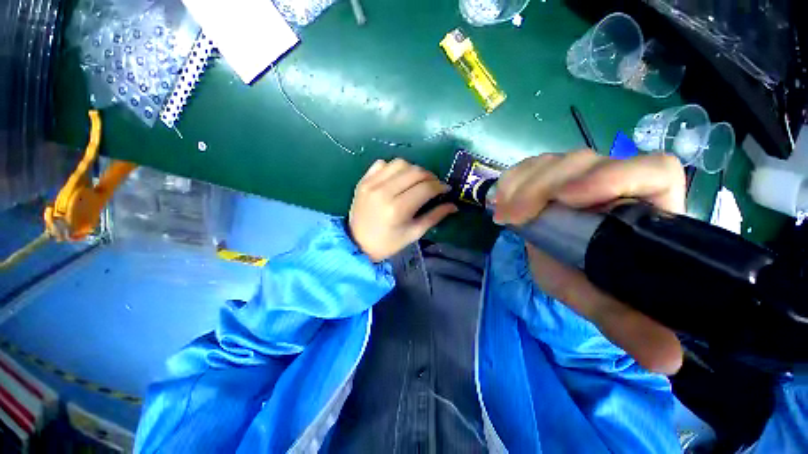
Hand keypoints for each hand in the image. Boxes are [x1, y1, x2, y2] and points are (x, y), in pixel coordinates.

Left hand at [349, 159, 456, 261]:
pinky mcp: (363, 181)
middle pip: (415, 172)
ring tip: (417, 181)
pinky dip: (394, 168)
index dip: (440, 186)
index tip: (446, 189)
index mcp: (398, 209)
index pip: (425, 188)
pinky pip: (382, 164)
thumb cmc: (388, 243)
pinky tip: (397, 179)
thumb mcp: (413, 233)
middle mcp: (384, 192)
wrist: (357, 243)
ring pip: (400, 163)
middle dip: (430, 176)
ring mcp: (371, 184)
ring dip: (413, 170)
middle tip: (434, 185)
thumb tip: (453, 205)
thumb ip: (434, 217)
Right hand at [494, 150, 685, 374]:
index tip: (570, 199)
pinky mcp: (550, 173)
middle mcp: (616, 180)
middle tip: (515, 217)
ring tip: (503, 215)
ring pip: (553, 162)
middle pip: (585, 162)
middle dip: (544, 186)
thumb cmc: (584, 278)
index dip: (616, 175)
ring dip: (521, 185)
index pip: (652, 170)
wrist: (556, 261)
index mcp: (648, 207)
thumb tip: (666, 363)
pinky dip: (510, 181)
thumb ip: (628, 324)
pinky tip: (500, 200)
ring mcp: (578, 173)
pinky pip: (530, 166)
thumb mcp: (601, 301)